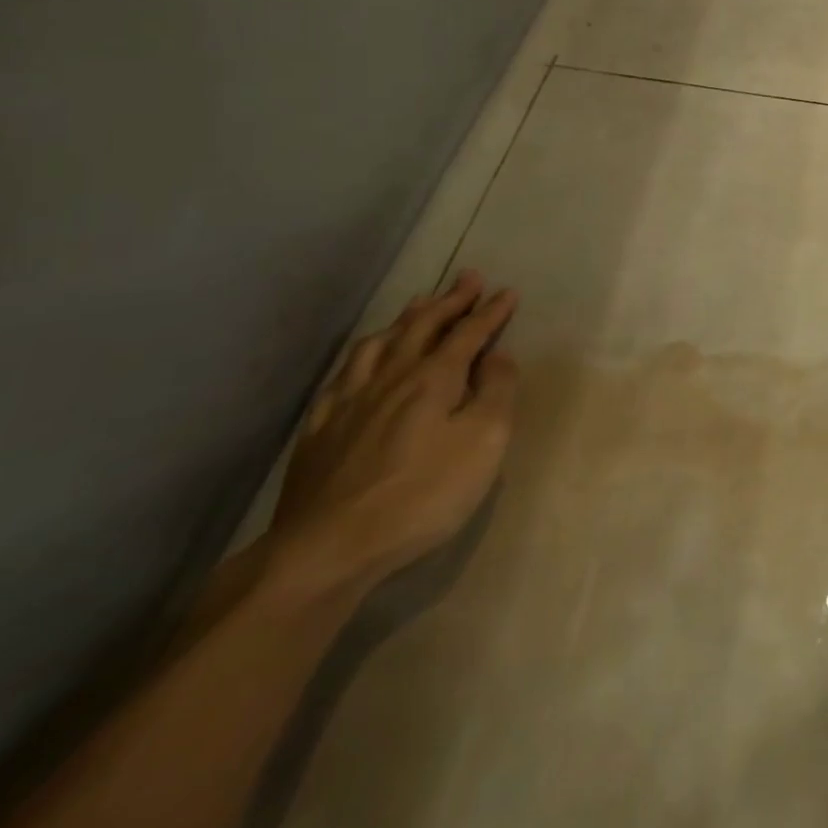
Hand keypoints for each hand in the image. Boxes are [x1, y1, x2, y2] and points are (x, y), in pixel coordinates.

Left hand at [264, 270, 520, 597]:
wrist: (326, 550)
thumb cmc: (421, 495)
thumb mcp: (484, 443)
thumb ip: (497, 393)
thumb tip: (499, 356)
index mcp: (433, 378)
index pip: (468, 333)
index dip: (490, 311)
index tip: (507, 291)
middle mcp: (391, 378)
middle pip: (422, 327)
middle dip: (449, 300)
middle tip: (468, 277)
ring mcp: (349, 402)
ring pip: (378, 344)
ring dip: (405, 319)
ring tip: (418, 304)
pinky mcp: (319, 431)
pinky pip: (342, 376)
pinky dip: (361, 356)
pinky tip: (363, 360)